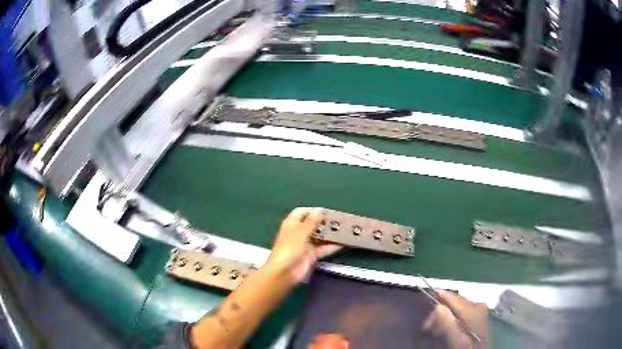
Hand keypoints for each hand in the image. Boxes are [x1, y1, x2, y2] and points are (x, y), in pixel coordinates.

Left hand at [268, 207, 341, 282]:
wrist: (285, 272)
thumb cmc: (290, 248)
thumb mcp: (301, 232)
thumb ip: (312, 221)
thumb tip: (320, 209)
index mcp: (292, 223)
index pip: (302, 212)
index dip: (313, 210)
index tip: (327, 211)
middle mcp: (299, 232)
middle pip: (313, 224)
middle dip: (325, 223)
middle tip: (341, 221)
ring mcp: (306, 244)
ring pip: (320, 237)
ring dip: (331, 234)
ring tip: (346, 230)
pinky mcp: (311, 255)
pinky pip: (323, 248)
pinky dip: (332, 246)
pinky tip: (343, 243)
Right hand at [422, 290, 488, 348]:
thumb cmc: (468, 348)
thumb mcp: (457, 339)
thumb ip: (449, 323)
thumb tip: (438, 306)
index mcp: (474, 309)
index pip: (453, 298)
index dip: (438, 300)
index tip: (425, 310)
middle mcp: (478, 305)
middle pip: (454, 303)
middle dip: (439, 313)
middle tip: (427, 328)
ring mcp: (479, 310)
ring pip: (456, 308)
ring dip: (444, 317)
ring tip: (435, 330)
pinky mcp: (478, 315)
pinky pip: (461, 312)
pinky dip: (451, 319)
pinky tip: (446, 329)